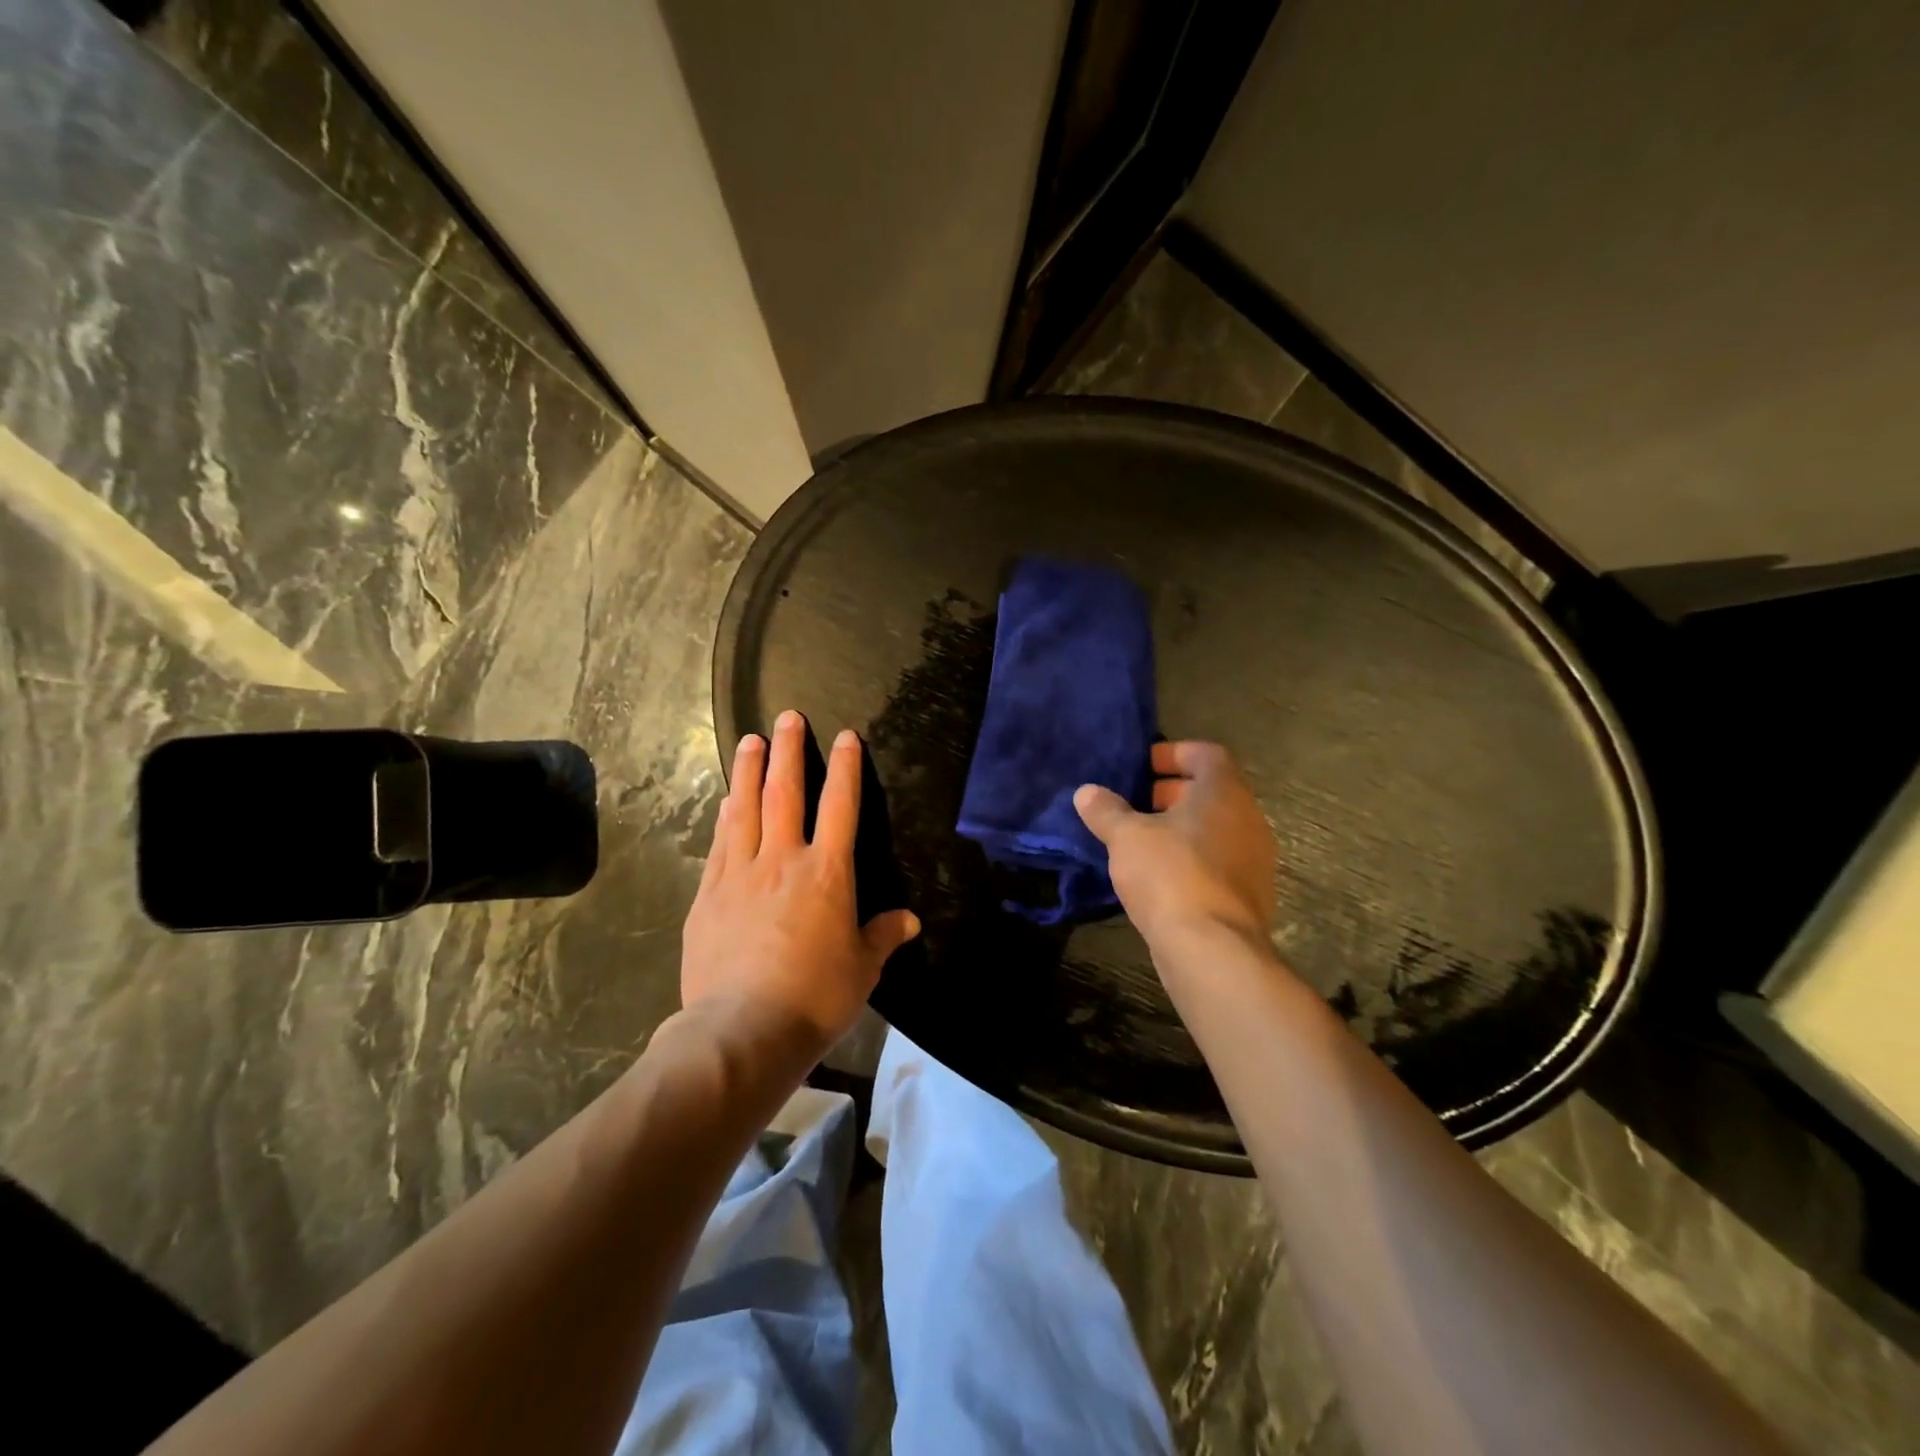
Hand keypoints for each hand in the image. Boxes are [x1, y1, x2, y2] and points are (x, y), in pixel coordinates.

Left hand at [682, 711, 920, 1053]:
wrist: (742, 1029)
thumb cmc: (815, 997)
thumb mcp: (862, 969)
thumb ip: (883, 936)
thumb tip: (908, 920)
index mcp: (827, 873)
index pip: (840, 806)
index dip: (845, 767)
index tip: (844, 736)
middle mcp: (782, 860)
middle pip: (785, 792)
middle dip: (788, 751)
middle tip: (786, 716)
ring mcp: (739, 873)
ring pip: (745, 808)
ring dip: (749, 770)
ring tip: (749, 740)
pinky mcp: (708, 895)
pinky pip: (719, 843)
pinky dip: (725, 816)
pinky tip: (725, 801)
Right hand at [1075, 740, 1275, 950]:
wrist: (1211, 949)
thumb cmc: (1170, 875)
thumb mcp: (1126, 837)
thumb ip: (1106, 810)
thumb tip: (1086, 792)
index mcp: (1224, 793)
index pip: (1207, 754)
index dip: (1174, 753)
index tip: (1143, 766)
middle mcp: (1248, 819)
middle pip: (1212, 791)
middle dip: (1173, 792)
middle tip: (1136, 801)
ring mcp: (1254, 860)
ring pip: (1216, 829)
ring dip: (1181, 828)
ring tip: (1142, 840)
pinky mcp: (1248, 895)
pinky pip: (1218, 861)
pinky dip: (1191, 858)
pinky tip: (1159, 876)